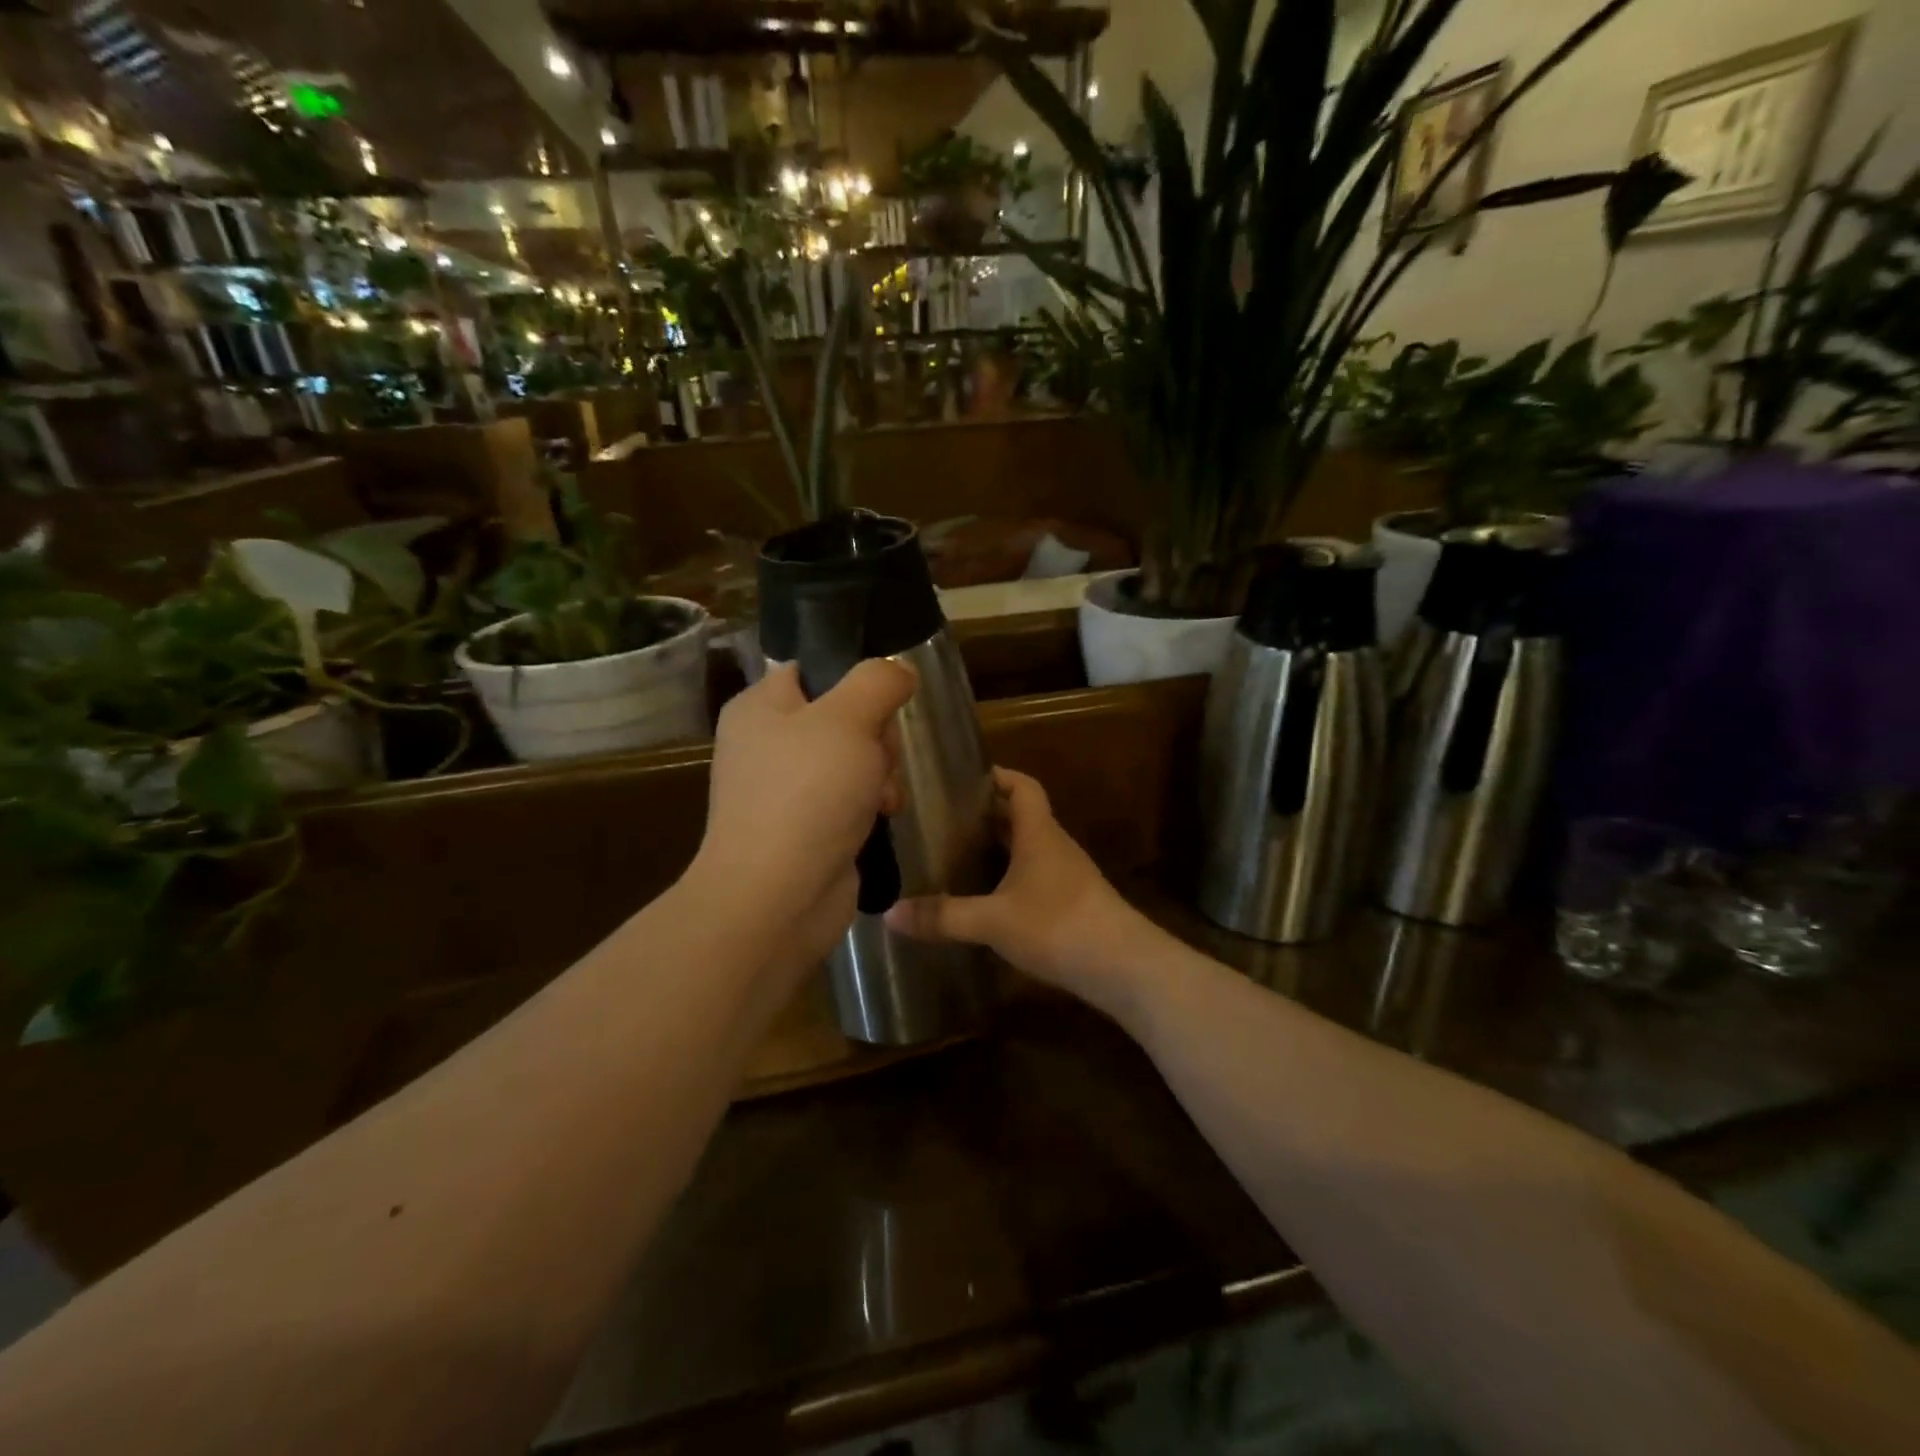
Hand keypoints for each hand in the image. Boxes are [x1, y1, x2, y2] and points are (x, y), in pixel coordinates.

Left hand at [692, 660, 914, 965]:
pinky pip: (851, 797)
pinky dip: (870, 805)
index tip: (883, 700)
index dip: (855, 679)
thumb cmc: (806, 795)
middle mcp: (768, 743)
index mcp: (761, 707)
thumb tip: (899, 669)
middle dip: (875, 737)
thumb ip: (878, 681)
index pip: (814, 669)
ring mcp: (787, 789)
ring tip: (881, 798)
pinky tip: (881, 818)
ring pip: (855, 758)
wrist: (778, 898)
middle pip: (844, 715)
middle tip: (876, 758)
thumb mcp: (848, 719)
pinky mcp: (807, 826)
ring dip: (880, 774)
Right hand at [885, 767, 1147, 998]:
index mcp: (1039, 833)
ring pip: (1030, 847)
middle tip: (946, 818)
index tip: (965, 778)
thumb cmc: (1057, 925)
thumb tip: (889, 913)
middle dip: (988, 813)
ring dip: (1001, 846)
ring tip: (960, 853)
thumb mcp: (992, 921)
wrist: (1123, 966)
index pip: (1022, 786)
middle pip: (1023, 816)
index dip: (998, 776)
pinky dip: (1012, 875)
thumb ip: (942, 916)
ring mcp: (1068, 875)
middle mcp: (1055, 846)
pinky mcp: (1073, 903)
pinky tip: (990, 896)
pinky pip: (1037, 875)